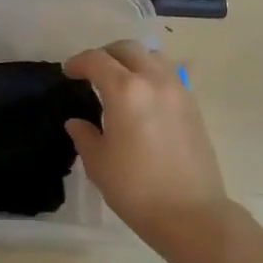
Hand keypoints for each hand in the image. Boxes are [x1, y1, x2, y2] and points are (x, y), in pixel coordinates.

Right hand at [64, 41, 229, 246]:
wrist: (191, 214)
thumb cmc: (136, 189)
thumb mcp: (98, 164)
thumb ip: (85, 135)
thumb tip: (77, 123)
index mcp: (125, 91)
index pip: (97, 60)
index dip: (79, 62)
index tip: (69, 73)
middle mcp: (154, 81)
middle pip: (128, 49)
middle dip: (106, 54)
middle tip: (92, 72)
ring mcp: (179, 91)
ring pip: (154, 57)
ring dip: (133, 60)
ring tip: (121, 81)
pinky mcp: (194, 106)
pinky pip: (170, 75)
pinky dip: (153, 75)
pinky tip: (145, 98)